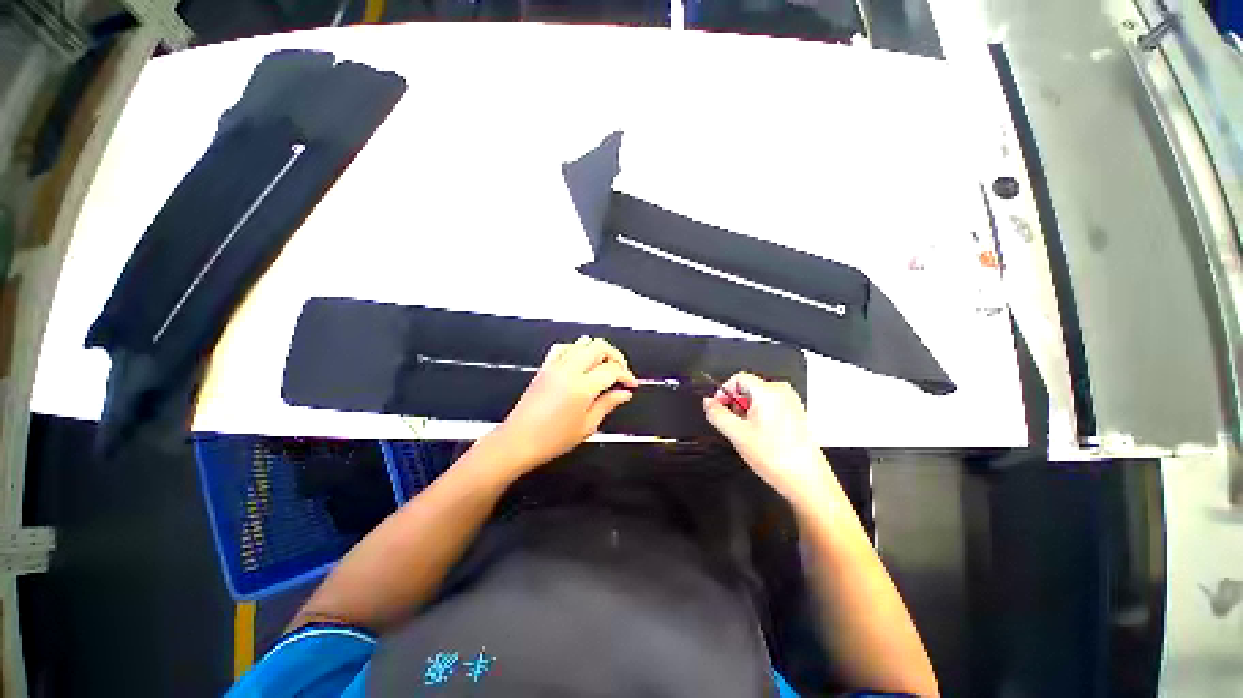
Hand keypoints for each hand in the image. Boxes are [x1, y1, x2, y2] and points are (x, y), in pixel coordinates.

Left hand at [491, 336, 636, 474]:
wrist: (518, 441)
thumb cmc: (553, 439)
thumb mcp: (587, 425)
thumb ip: (608, 404)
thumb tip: (624, 393)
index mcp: (582, 387)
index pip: (612, 369)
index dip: (626, 375)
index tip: (631, 384)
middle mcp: (569, 370)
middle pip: (599, 346)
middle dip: (615, 356)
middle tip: (621, 372)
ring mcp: (555, 365)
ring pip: (583, 342)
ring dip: (598, 351)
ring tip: (604, 367)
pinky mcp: (545, 367)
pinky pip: (564, 347)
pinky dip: (577, 349)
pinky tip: (581, 361)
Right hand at [702, 372, 835, 509]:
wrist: (806, 481)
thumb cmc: (776, 457)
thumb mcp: (737, 434)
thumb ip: (717, 414)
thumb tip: (708, 403)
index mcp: (768, 391)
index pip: (738, 377)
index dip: (724, 391)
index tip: (718, 408)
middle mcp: (782, 392)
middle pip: (748, 387)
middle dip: (735, 404)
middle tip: (733, 425)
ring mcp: (791, 403)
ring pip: (758, 399)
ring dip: (746, 412)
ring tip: (747, 434)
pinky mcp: (795, 414)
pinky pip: (770, 407)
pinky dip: (759, 417)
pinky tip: (760, 437)